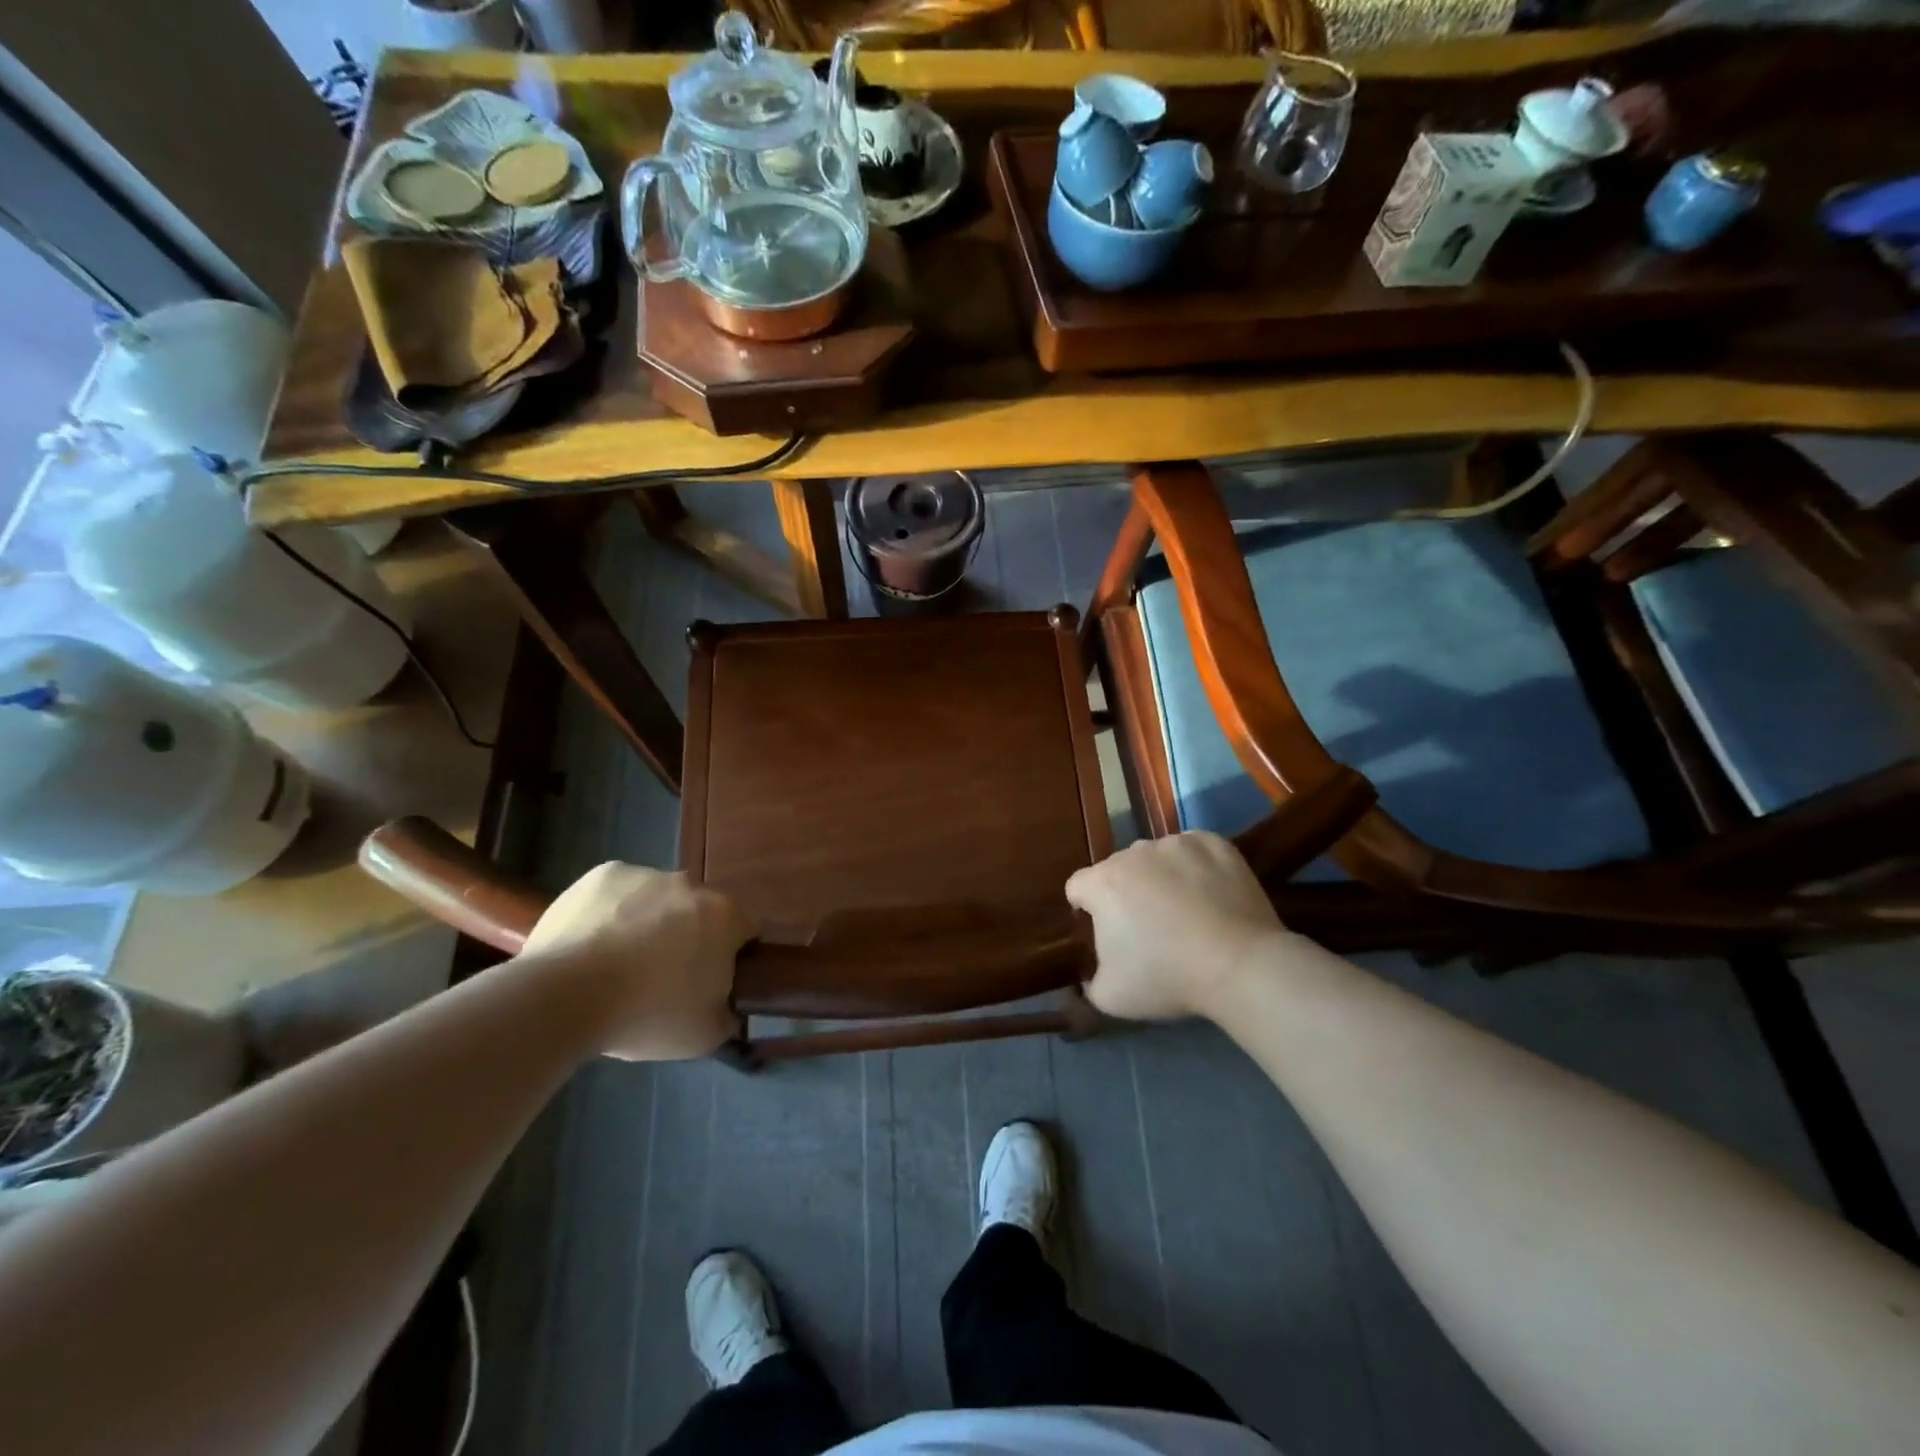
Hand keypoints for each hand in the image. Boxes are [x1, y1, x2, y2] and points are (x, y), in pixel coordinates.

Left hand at [523, 864, 756, 1060]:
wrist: (565, 996)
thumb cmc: (646, 1014)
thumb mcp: (704, 1036)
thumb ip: (727, 1016)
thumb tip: (728, 1009)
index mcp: (725, 917)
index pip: (745, 932)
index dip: (732, 958)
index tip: (711, 983)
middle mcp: (692, 885)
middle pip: (700, 911)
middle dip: (690, 937)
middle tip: (664, 977)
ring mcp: (646, 874)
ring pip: (659, 899)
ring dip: (651, 922)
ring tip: (620, 963)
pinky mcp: (604, 874)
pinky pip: (619, 892)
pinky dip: (614, 912)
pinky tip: (594, 943)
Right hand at [1065, 832, 1288, 1021]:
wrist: (1240, 965)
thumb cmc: (1168, 978)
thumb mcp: (1111, 997)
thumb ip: (1089, 981)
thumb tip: (1091, 975)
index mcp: (1103, 883)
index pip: (1077, 887)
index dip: (1087, 910)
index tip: (1107, 934)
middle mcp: (1134, 852)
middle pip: (1118, 870)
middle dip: (1126, 893)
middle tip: (1150, 928)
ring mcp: (1176, 844)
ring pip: (1156, 858)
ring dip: (1160, 878)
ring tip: (1186, 912)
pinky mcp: (1214, 843)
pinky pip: (1194, 851)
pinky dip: (1196, 868)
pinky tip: (1211, 895)